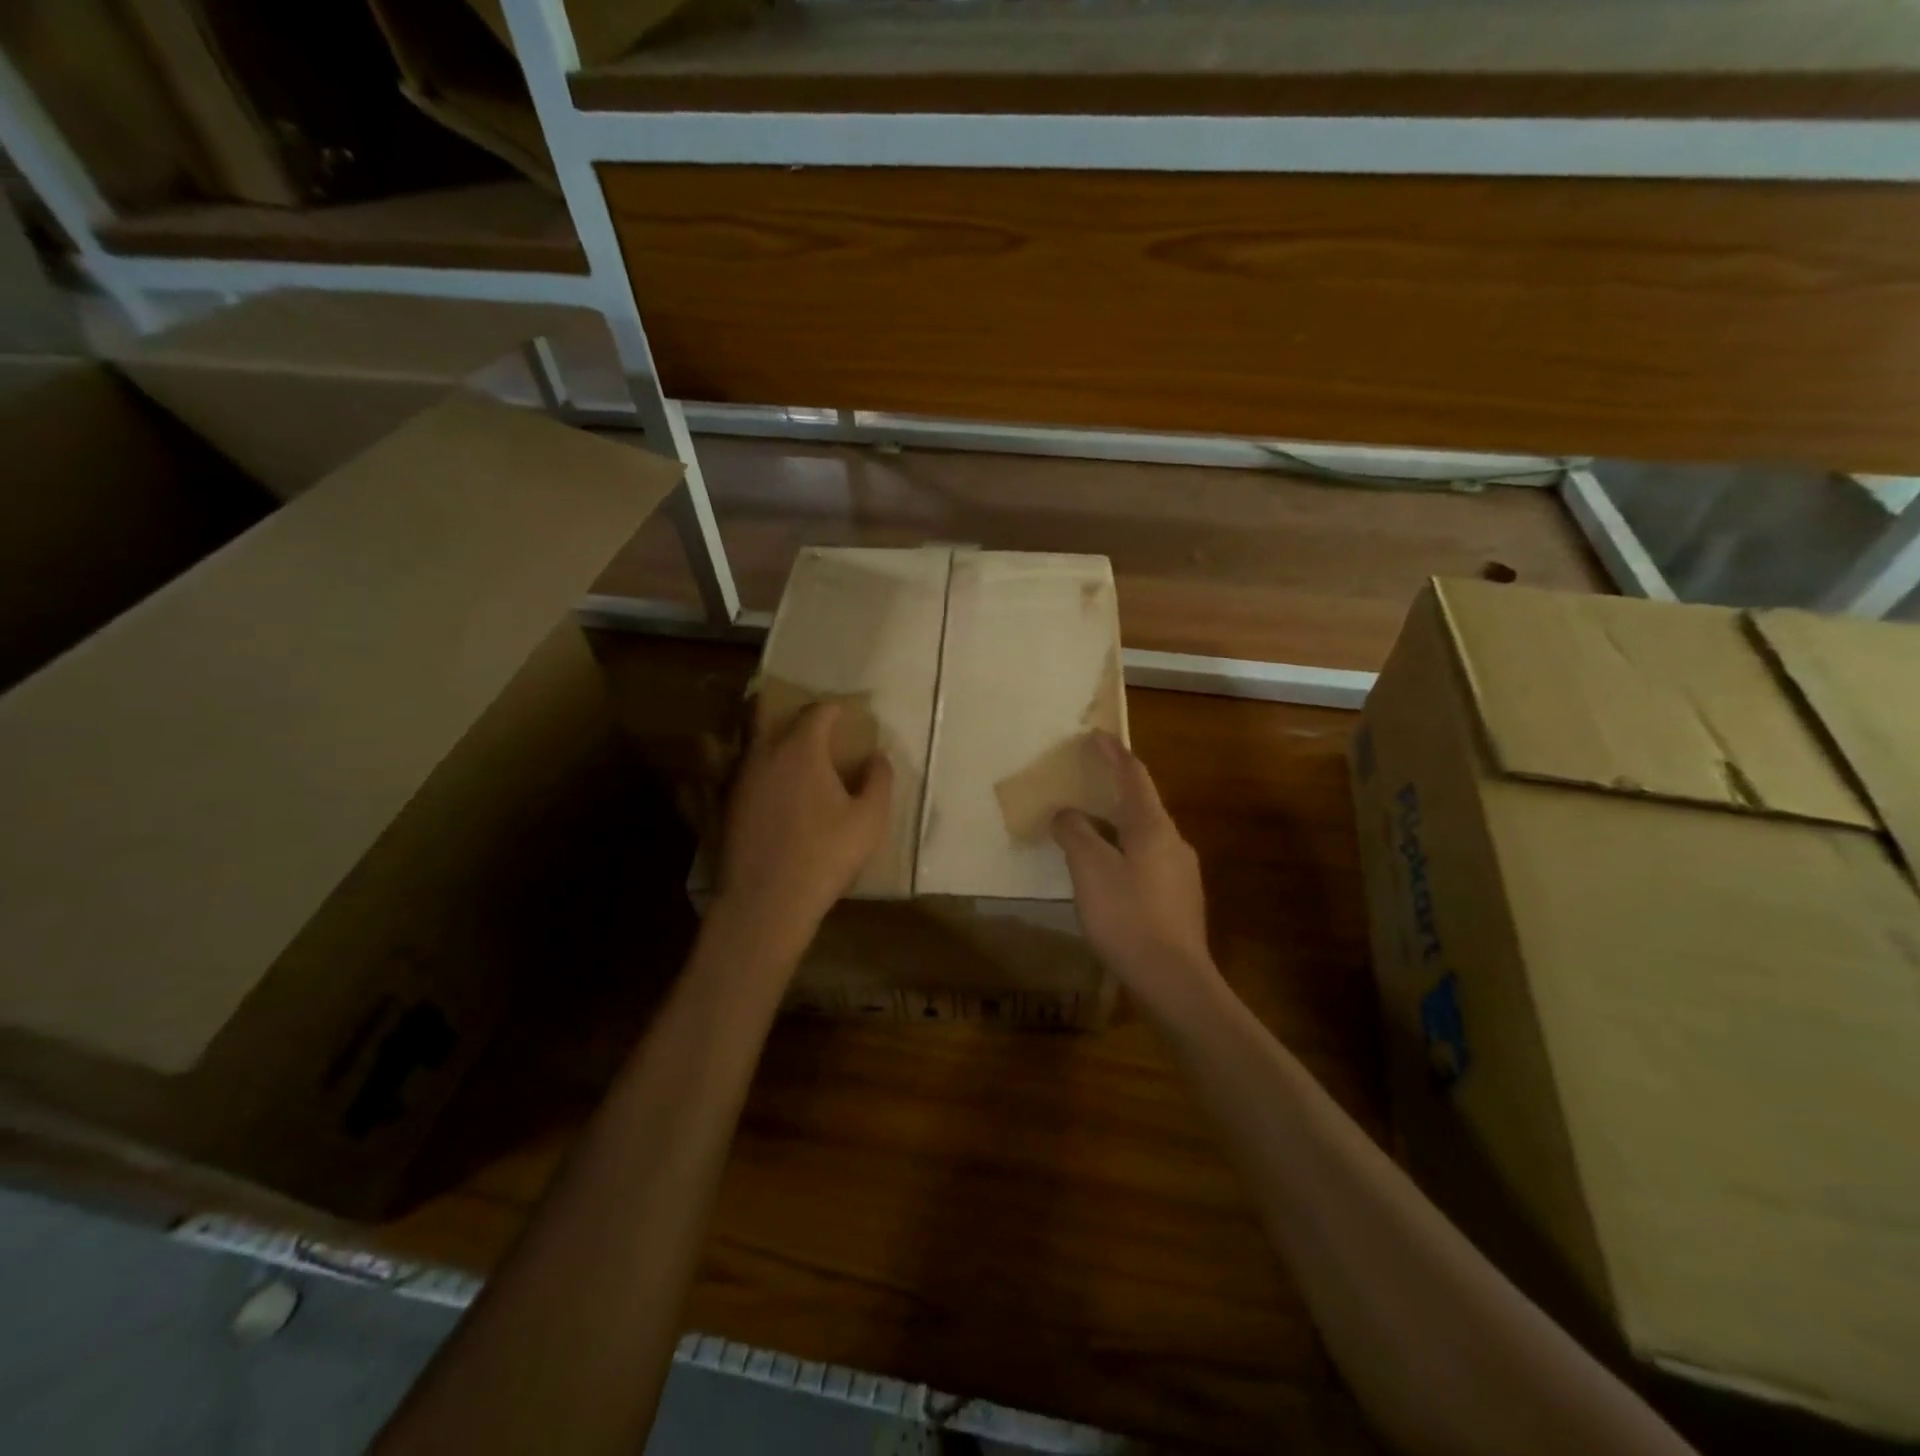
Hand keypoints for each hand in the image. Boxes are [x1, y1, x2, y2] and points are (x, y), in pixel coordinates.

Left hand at [715, 702, 893, 943]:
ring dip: (739, 734)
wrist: (769, 902)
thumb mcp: (869, 820)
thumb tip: (879, 756)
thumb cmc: (826, 856)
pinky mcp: (711, 809)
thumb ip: (878, 781)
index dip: (833, 708)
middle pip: (760, 713)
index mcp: (800, 750)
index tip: (845, 712)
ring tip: (749, 738)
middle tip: (789, 713)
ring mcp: (731, 781)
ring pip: (727, 742)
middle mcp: (761, 754)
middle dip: (775, 706)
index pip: (817, 712)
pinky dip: (703, 777)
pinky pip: (699, 782)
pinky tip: (702, 780)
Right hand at [1052, 733, 1223, 1019]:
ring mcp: (1181, 872)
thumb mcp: (1090, 870)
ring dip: (1117, 824)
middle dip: (1113, 789)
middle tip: (1085, 783)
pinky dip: (1124, 852)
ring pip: (1144, 835)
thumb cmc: (1128, 917)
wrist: (1174, 980)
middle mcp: (1174, 842)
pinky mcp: (1180, 899)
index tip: (1096, 734)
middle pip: (1141, 803)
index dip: (1113, 753)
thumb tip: (1066, 813)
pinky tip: (1107, 874)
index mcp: (1153, 827)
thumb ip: (1075, 834)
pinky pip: (1147, 860)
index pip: (1133, 776)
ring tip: (1088, 830)